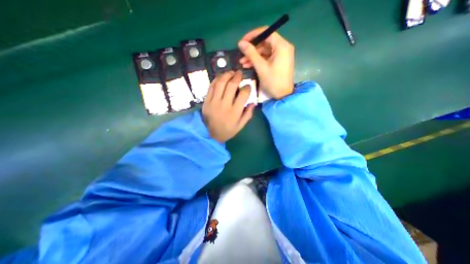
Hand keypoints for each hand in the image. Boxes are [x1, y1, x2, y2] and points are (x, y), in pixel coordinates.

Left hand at [200, 70, 255, 141]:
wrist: (210, 134)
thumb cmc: (227, 131)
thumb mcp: (240, 126)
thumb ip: (248, 114)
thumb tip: (253, 102)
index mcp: (235, 112)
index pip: (243, 94)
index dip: (247, 87)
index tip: (248, 86)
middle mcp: (225, 105)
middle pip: (231, 85)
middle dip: (237, 77)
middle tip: (239, 73)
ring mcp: (214, 102)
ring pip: (221, 83)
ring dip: (226, 75)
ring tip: (230, 73)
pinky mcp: (207, 101)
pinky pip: (211, 87)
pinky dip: (216, 80)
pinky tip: (220, 77)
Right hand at [239, 27, 291, 99]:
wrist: (282, 95)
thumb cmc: (273, 81)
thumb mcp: (261, 67)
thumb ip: (251, 53)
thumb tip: (240, 43)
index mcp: (281, 46)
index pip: (266, 32)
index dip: (253, 35)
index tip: (242, 41)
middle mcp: (283, 47)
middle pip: (265, 42)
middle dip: (252, 49)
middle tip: (241, 55)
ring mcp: (281, 55)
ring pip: (264, 51)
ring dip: (253, 56)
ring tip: (242, 62)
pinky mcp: (279, 62)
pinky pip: (267, 57)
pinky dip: (258, 60)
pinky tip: (248, 65)